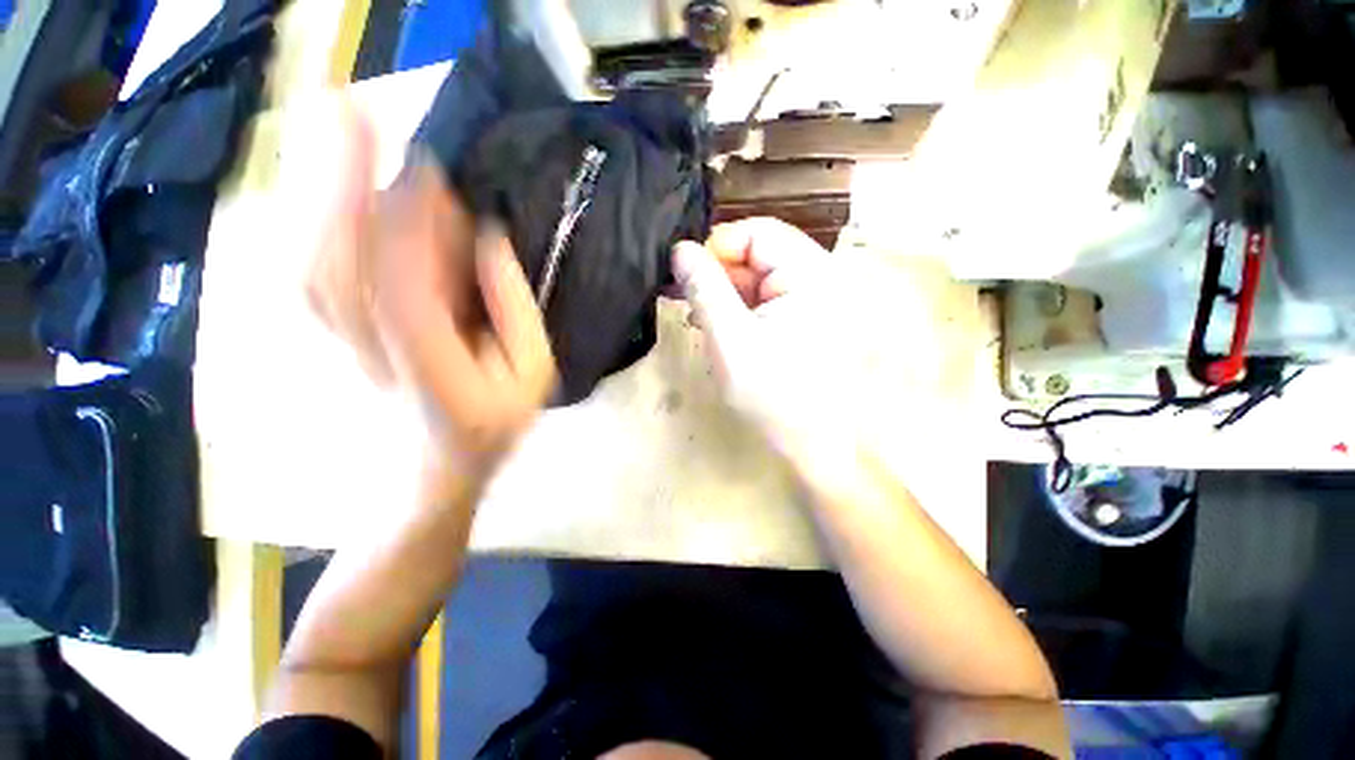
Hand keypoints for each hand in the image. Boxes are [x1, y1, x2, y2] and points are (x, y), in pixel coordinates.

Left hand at [306, 103, 555, 476]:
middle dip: (341, 180)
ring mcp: (341, 337)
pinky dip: (312, 224)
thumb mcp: (533, 372)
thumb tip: (488, 237)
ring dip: (320, 193)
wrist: (435, 466)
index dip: (410, 218)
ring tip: (335, 132)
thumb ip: (515, 307)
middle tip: (350, 108)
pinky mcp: (331, 331)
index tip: (429, 165)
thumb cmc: (495, 421)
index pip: (404, 280)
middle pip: (338, 257)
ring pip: (314, 257)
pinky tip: (323, 188)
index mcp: (431, 363)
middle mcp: (372, 346)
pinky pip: (310, 268)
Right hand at [672, 218, 848, 462]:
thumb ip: (704, 289)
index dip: (717, 249)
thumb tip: (680, 249)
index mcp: (812, 275)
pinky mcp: (809, 318)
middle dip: (718, 275)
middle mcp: (821, 277)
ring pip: (760, 277)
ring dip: (726, 294)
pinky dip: (741, 308)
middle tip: (686, 302)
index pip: (757, 233)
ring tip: (699, 320)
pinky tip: (721, 328)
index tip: (685, 278)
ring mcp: (817, 299)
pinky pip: (768, 298)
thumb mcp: (729, 340)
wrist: (813, 444)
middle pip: (759, 254)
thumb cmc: (772, 395)